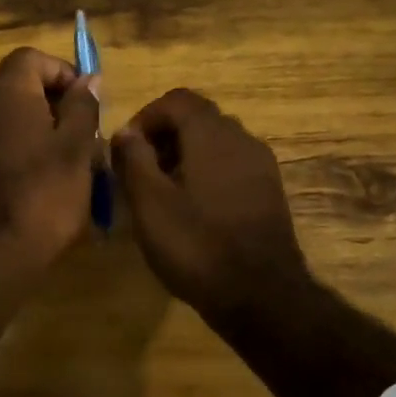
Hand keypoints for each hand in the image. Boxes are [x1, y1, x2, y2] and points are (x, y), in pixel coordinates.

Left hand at [0, 47, 100, 270]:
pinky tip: (47, 184)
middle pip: (21, 87)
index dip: (63, 71)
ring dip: (44, 131)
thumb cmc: (43, 194)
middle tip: (86, 136)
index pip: (31, 57)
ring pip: (13, 119)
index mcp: (7, 94)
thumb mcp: (77, 148)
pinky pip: (1, 145)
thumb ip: (82, 107)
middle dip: (58, 105)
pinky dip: (26, 152)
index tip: (87, 101)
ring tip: (73, 164)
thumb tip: (87, 80)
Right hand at [112, 88, 309, 314]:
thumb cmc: (197, 244)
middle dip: (164, 137)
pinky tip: (193, 210)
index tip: (126, 148)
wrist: (262, 296)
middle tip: (140, 171)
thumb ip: (133, 159)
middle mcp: (242, 139)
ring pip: (216, 143)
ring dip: (185, 156)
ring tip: (162, 193)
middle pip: (198, 119)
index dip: (146, 117)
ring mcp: (261, 165)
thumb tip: (125, 132)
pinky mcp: (269, 192)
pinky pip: (231, 166)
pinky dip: (207, 173)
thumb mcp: (150, 203)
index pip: (177, 100)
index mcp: (212, 134)